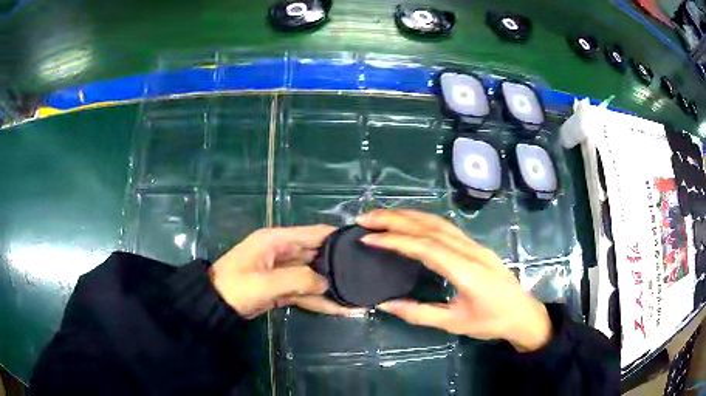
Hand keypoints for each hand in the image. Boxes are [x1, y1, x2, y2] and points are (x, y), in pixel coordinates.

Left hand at [209, 225, 363, 318]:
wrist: (214, 306)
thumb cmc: (236, 287)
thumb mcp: (266, 283)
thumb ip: (299, 279)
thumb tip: (327, 282)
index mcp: (277, 240)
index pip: (314, 233)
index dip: (338, 237)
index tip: (362, 244)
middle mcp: (283, 252)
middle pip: (317, 255)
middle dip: (339, 265)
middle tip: (367, 273)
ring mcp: (283, 271)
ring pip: (313, 276)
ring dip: (332, 286)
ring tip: (358, 296)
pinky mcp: (282, 288)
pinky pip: (305, 291)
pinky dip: (320, 300)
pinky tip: (340, 308)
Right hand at [357, 209, 552, 351]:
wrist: (524, 314)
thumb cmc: (491, 322)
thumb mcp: (454, 324)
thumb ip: (419, 313)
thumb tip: (385, 304)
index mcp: (466, 271)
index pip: (426, 248)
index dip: (395, 240)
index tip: (368, 238)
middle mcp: (470, 251)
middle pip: (430, 227)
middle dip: (395, 219)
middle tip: (366, 217)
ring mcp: (475, 245)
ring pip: (439, 222)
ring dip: (409, 215)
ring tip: (382, 215)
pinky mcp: (476, 246)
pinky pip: (447, 227)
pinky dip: (423, 220)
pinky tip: (410, 222)